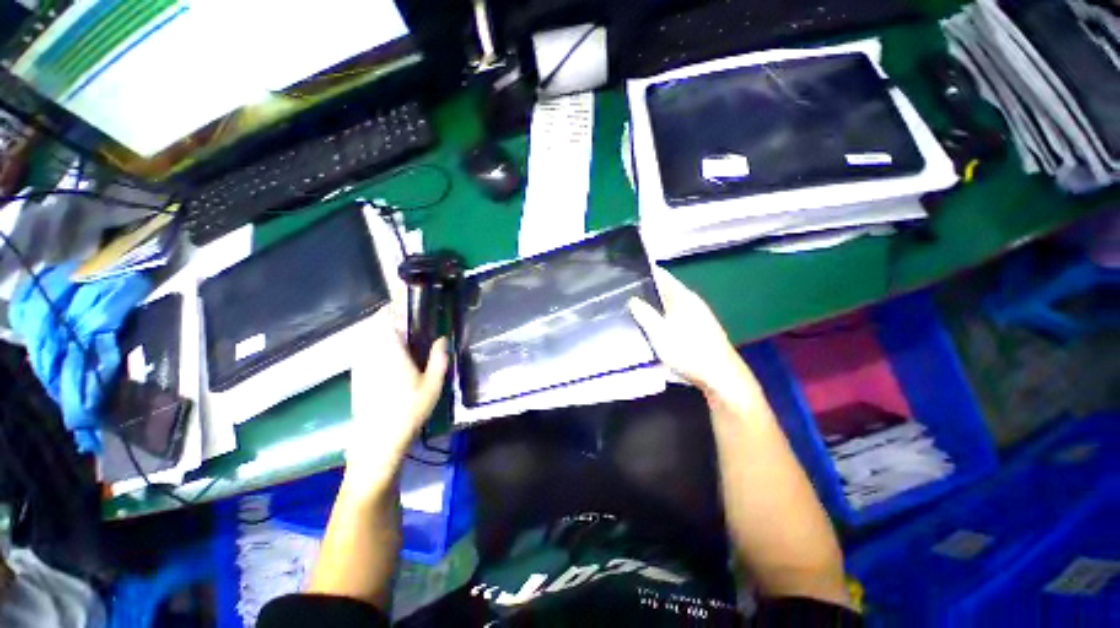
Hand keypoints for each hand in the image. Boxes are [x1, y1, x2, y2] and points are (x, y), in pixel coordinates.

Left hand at [344, 307, 448, 495]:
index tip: (408, 307)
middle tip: (411, 325)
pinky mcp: (356, 376)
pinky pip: (365, 351)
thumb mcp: (433, 384)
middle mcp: (369, 353)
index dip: (393, 308)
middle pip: (374, 326)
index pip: (383, 318)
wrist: (376, 440)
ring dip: (382, 334)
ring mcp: (360, 365)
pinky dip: (376, 347)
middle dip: (390, 320)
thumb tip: (442, 339)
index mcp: (388, 350)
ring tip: (403, 341)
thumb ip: (439, 358)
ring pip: (368, 338)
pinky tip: (392, 361)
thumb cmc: (408, 410)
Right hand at [629, 268, 752, 397]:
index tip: (628, 272)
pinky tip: (654, 327)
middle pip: (666, 289)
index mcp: (682, 297)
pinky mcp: (699, 328)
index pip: (662, 275)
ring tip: (634, 309)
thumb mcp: (659, 333)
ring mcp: (697, 315)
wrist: (720, 376)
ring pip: (671, 303)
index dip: (646, 272)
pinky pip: (676, 315)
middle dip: (647, 290)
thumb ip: (645, 314)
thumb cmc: (688, 351)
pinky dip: (663, 316)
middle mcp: (691, 302)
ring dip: (655, 304)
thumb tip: (633, 299)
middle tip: (624, 293)